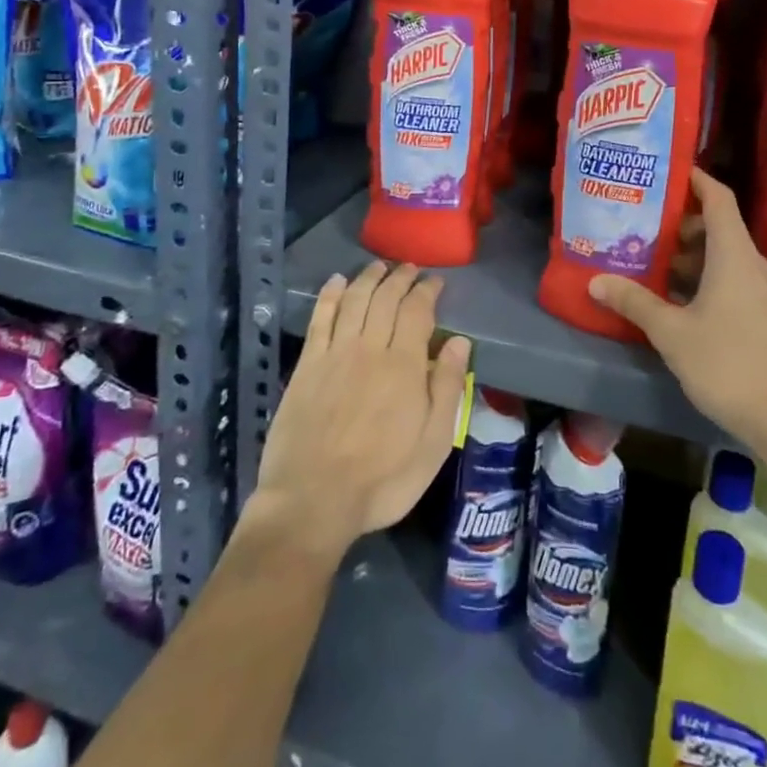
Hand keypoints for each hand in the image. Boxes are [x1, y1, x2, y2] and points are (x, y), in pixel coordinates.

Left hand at [251, 261, 471, 561]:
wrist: (313, 500)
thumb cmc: (382, 479)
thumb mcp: (433, 444)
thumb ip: (448, 388)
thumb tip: (459, 341)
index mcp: (405, 365)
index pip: (418, 310)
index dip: (427, 290)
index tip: (435, 281)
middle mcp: (370, 348)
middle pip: (386, 298)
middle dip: (400, 277)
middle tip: (410, 268)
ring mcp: (335, 353)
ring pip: (355, 300)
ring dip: (368, 278)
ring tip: (379, 266)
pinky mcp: (307, 365)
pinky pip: (321, 317)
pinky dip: (330, 294)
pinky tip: (337, 281)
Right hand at [588, 167, 766, 454]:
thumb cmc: (728, 364)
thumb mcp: (672, 332)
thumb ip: (634, 301)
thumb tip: (596, 280)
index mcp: (734, 255)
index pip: (718, 198)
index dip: (695, 178)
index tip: (665, 169)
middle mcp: (750, 264)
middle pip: (716, 225)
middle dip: (679, 220)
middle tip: (641, 219)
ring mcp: (759, 290)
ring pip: (720, 254)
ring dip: (687, 252)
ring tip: (647, 255)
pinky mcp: (760, 314)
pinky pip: (727, 277)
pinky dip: (699, 275)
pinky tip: (670, 294)